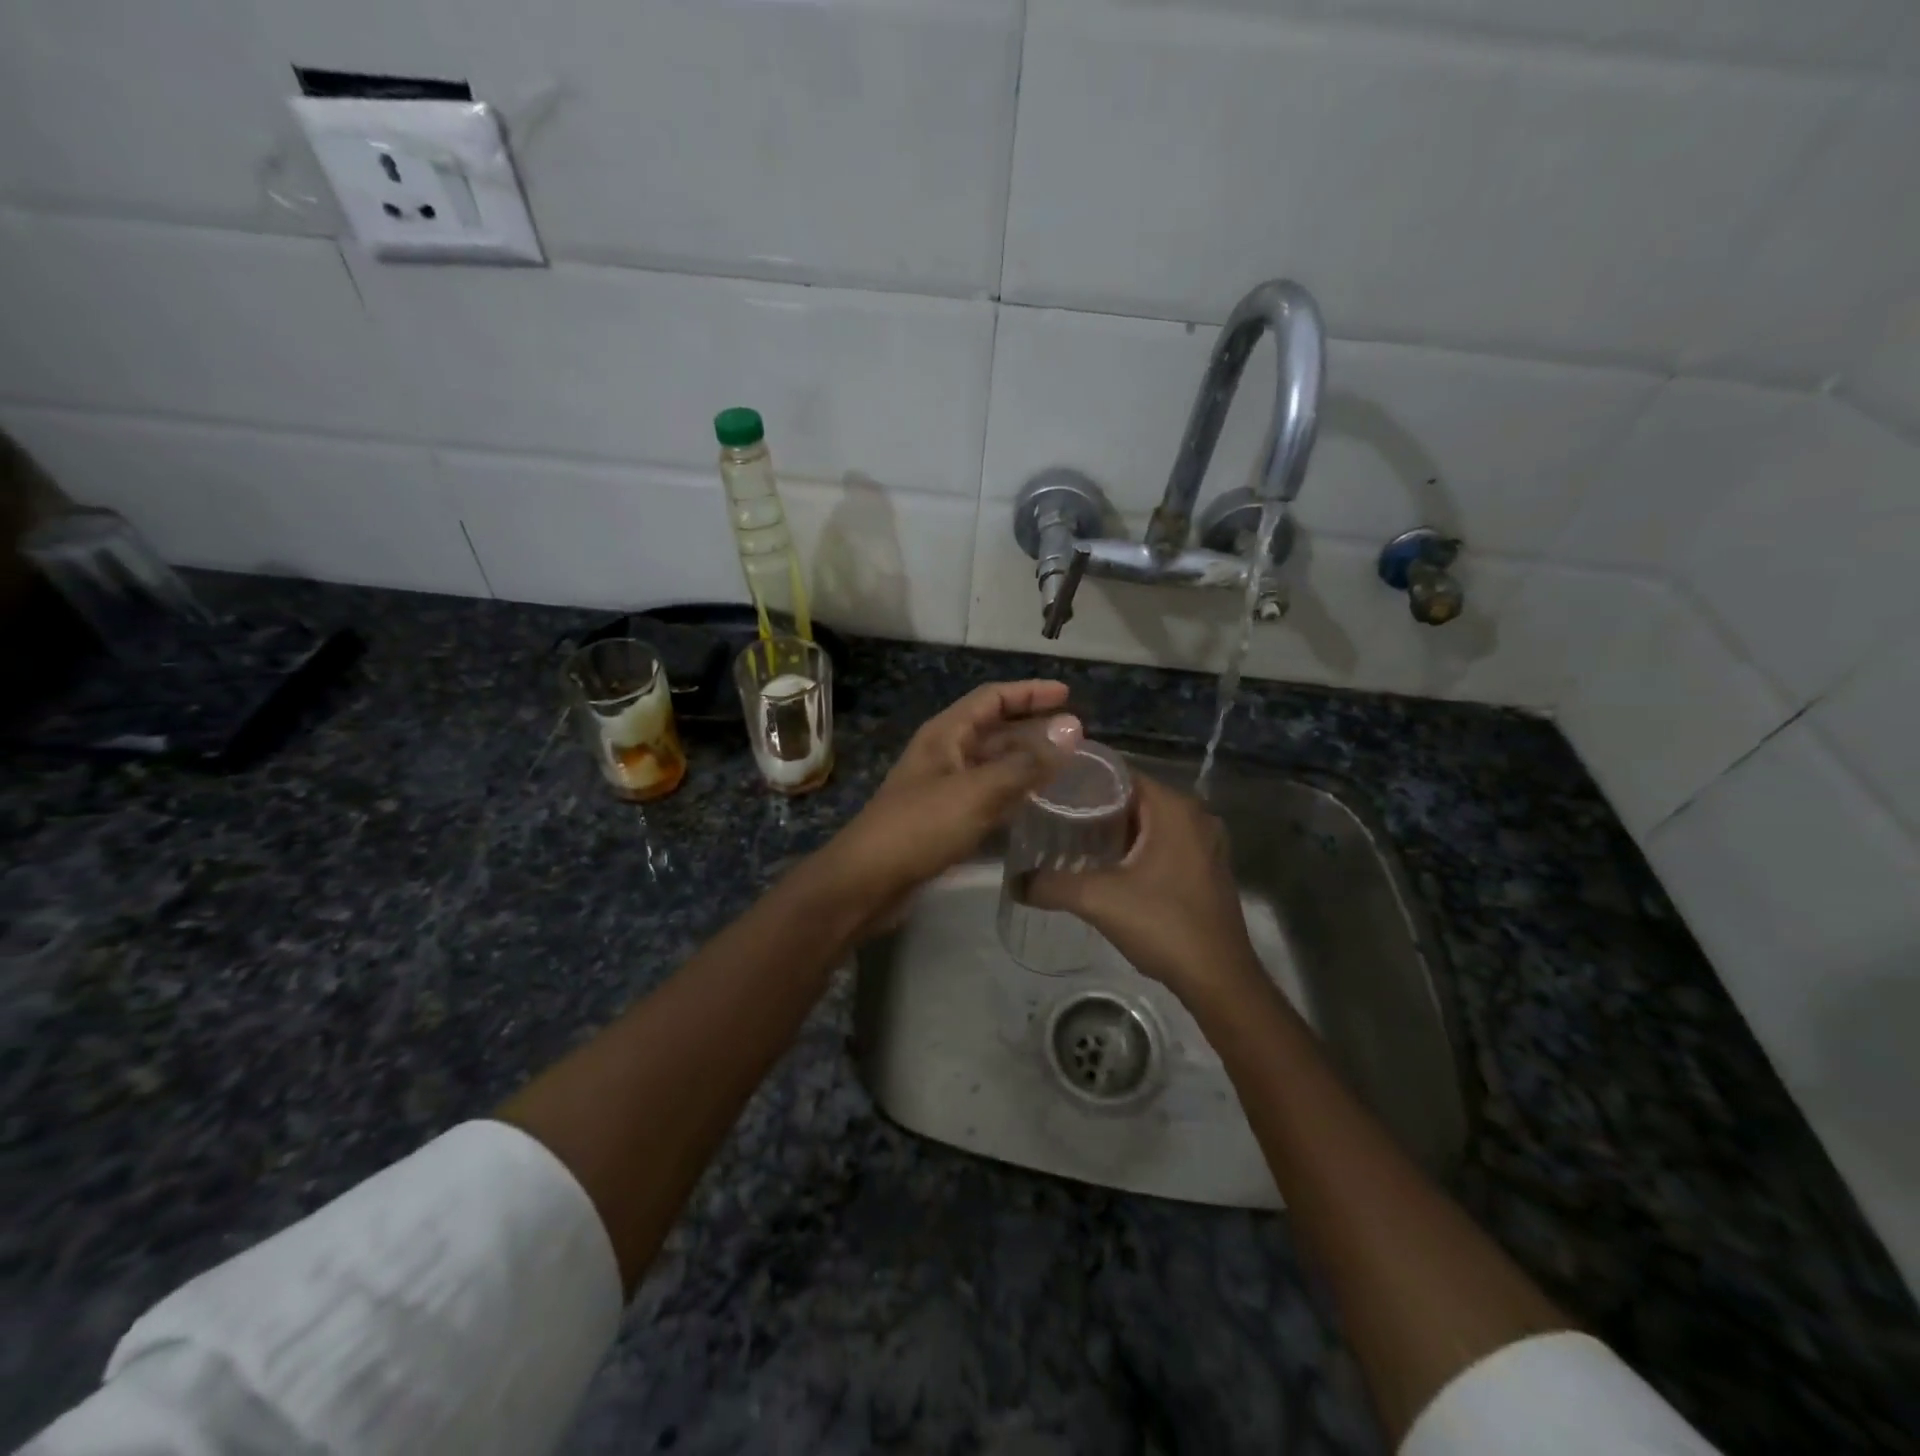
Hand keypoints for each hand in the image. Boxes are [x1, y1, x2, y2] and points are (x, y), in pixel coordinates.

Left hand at [812, 681, 1081, 927]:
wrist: (868, 881)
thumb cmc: (920, 827)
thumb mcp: (977, 791)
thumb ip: (1026, 763)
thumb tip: (1072, 728)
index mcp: (945, 733)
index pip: (992, 698)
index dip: (1030, 692)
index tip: (1068, 695)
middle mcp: (944, 753)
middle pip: (994, 729)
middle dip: (1033, 728)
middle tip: (1076, 736)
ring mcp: (944, 786)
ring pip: (993, 764)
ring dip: (1026, 761)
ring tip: (1067, 767)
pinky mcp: (945, 818)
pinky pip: (987, 794)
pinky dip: (1013, 792)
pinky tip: (1038, 803)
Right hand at [1026, 774, 1263, 1005]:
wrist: (1219, 980)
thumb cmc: (1163, 924)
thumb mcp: (1098, 900)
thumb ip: (1051, 884)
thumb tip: (1014, 882)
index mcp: (1174, 808)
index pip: (1119, 774)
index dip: (1081, 779)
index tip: (1047, 790)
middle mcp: (1194, 816)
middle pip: (1132, 798)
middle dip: (1092, 807)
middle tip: (1051, 816)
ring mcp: (1204, 843)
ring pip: (1147, 823)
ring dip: (1113, 830)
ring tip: (1069, 839)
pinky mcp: (1206, 868)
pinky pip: (1162, 843)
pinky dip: (1134, 848)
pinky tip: (1105, 866)